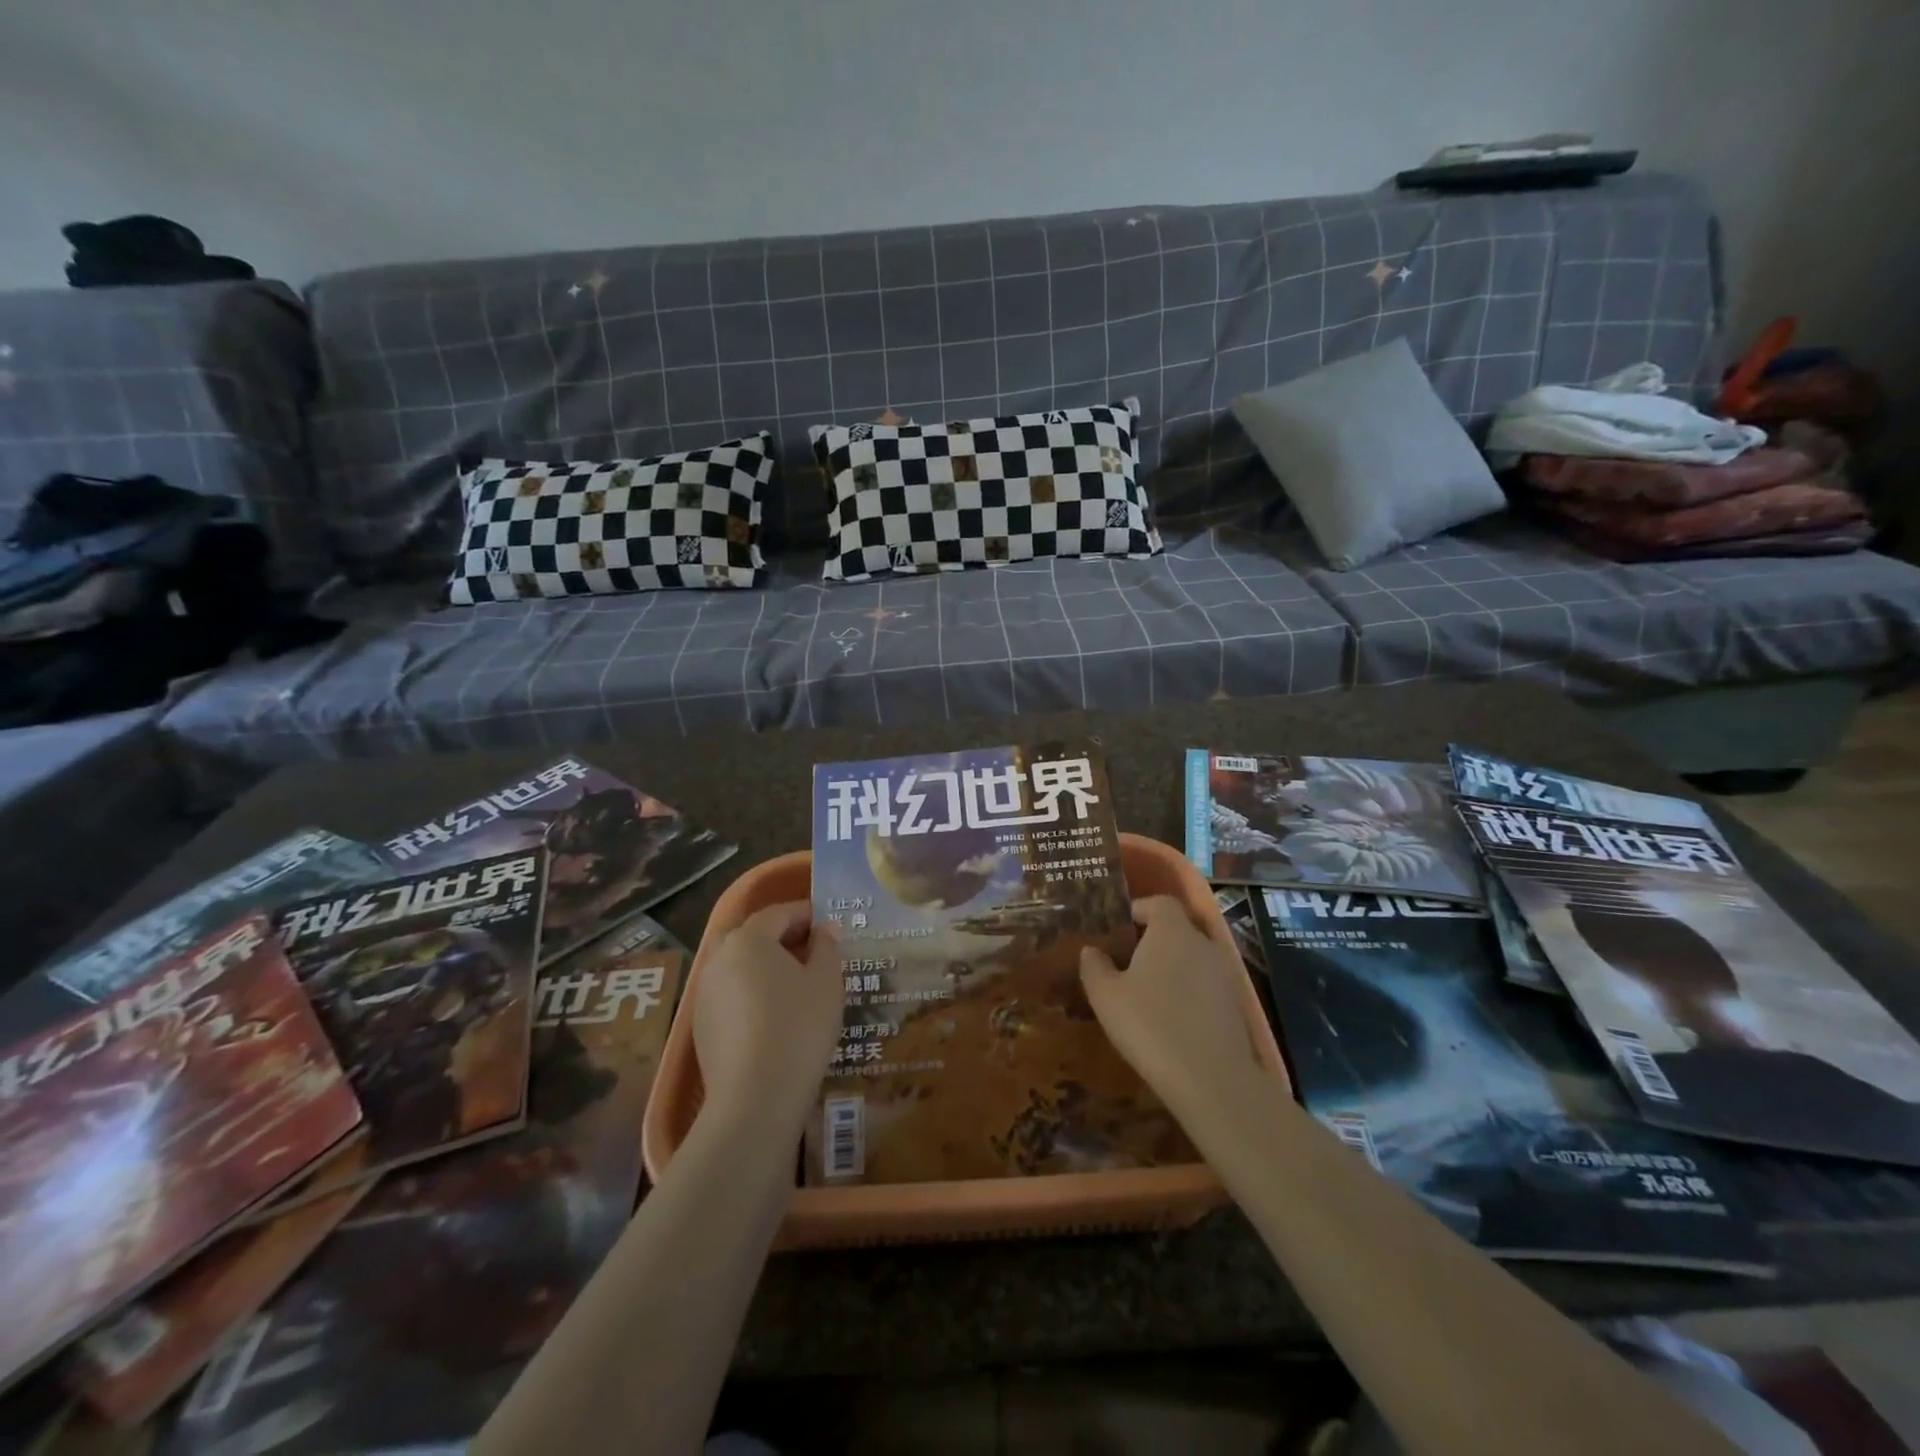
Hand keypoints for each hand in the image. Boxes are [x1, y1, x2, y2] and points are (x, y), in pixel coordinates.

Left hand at [693, 902, 841, 1133]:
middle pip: (753, 936)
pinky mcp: (701, 1025)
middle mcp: (719, 958)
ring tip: (797, 981)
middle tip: (813, 948)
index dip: (805, 913)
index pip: (778, 913)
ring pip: (739, 965)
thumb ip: (826, 947)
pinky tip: (775, 1013)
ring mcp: (705, 993)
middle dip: (782, 937)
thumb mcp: (826, 982)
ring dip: (766, 965)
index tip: (828, 921)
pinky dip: (753, 991)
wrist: (755, 1098)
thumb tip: (824, 929)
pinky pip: (731, 993)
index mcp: (748, 939)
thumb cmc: (798, 1028)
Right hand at [1080, 895, 1269, 1129]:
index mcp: (1172, 930)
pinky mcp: (1235, 1005)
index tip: (1120, 926)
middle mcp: (1203, 943)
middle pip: (1178, 929)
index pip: (1160, 903)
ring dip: (1173, 968)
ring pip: (1193, 958)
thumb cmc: (1150, 1025)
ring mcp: (1224, 974)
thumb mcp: (1106, 996)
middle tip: (1128, 961)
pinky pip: (1206, 985)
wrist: (1211, 1080)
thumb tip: (1091, 950)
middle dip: (1154, 940)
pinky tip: (1171, 1019)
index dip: (1140, 909)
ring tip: (1147, 992)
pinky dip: (1189, 992)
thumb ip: (1094, 966)